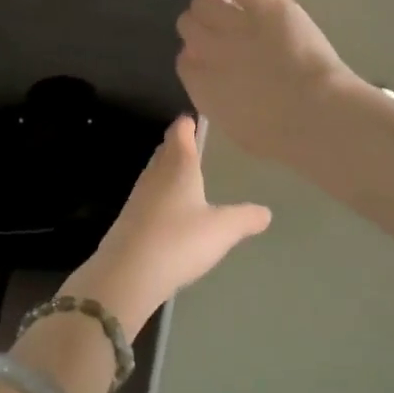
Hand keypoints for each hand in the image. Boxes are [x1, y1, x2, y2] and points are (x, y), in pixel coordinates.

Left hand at [66, 115, 270, 336]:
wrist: (127, 274)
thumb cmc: (178, 241)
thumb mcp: (222, 230)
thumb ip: (245, 218)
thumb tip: (266, 212)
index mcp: (178, 167)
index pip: (180, 134)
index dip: (186, 124)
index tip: (192, 119)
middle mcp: (155, 176)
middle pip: (164, 151)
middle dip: (176, 145)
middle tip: (189, 142)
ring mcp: (138, 198)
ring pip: (155, 174)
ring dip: (167, 170)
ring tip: (182, 173)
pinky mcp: (128, 221)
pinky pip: (148, 198)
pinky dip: (159, 196)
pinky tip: (168, 210)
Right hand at [176, 0, 360, 161]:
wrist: (314, 114)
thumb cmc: (281, 135)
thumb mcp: (239, 130)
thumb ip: (218, 105)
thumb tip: (211, 90)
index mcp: (201, 85)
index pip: (183, 59)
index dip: (197, 54)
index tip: (212, 57)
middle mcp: (209, 51)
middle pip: (187, 24)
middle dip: (200, 25)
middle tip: (220, 26)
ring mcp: (234, 24)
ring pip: (203, 0)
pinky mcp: (262, 5)